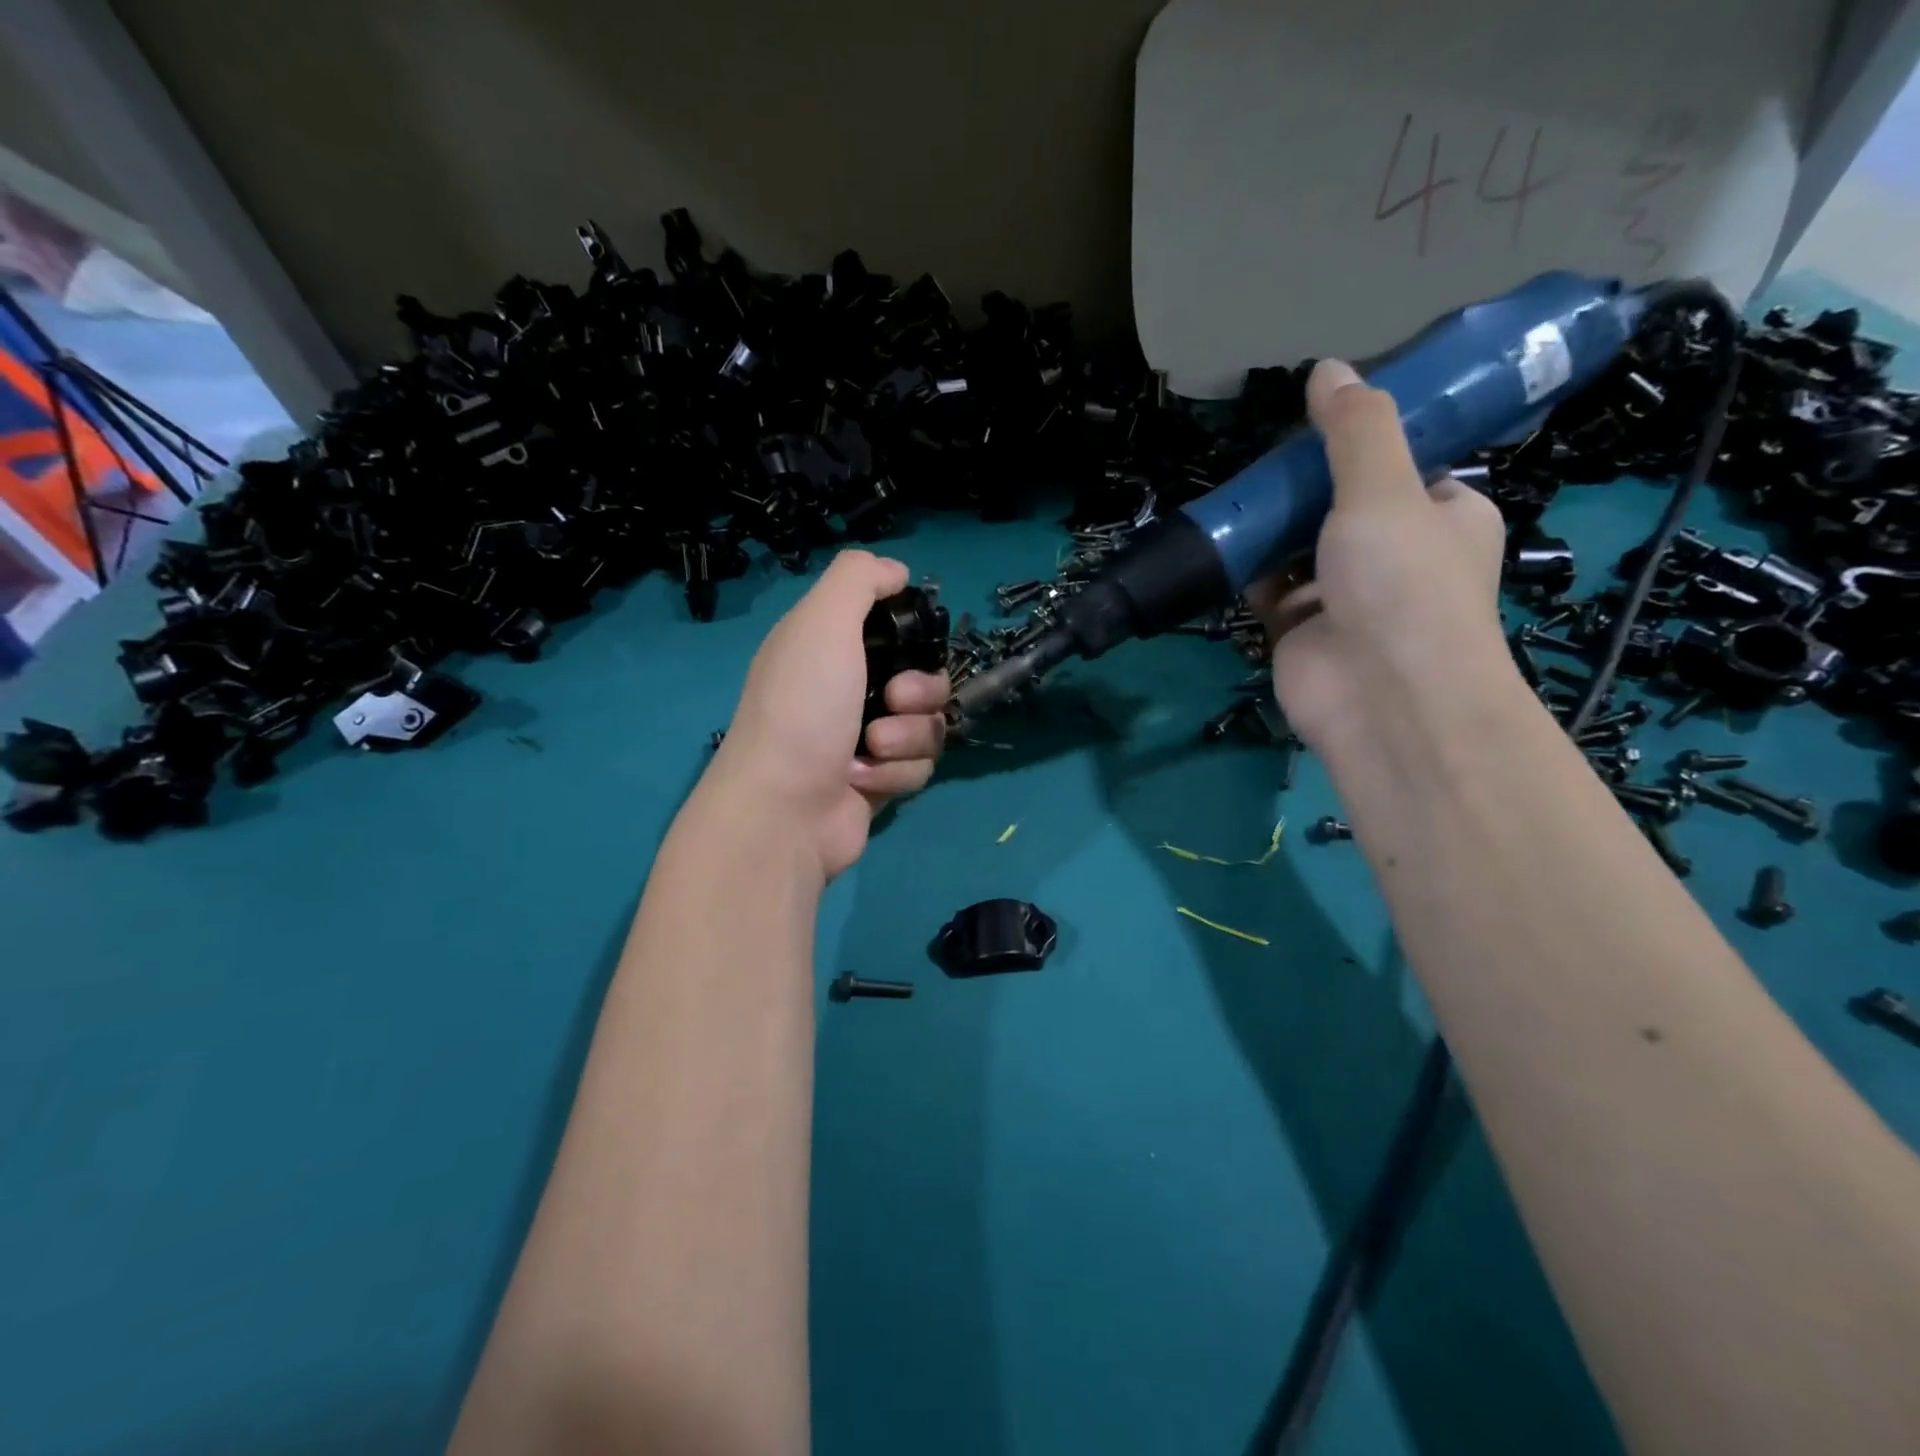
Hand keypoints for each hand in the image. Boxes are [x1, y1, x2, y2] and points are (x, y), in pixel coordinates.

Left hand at [708, 550, 948, 879]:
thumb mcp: (822, 622)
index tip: (913, 639)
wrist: (785, 809)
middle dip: (919, 690)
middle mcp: (847, 690)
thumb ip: (858, 579)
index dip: (911, 634)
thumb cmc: (803, 708)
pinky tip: (862, 781)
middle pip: (924, 678)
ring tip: (870, 749)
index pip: (891, 627)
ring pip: (927, 725)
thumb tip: (896, 570)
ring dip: (905, 737)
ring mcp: (864, 739)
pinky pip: (918, 766)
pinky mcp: (878, 781)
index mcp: (829, 647)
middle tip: (894, 699)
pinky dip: (896, 773)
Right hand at [1249, 358, 1510, 753]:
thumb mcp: (1384, 489)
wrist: (1380, 696)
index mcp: (1444, 515)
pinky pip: (1270, 589)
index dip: (1363, 443)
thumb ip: (1354, 431)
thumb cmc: (1402, 583)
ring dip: (1271, 528)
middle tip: (1264, 463)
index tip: (1317, 423)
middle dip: (1303, 488)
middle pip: (1342, 505)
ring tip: (1237, 498)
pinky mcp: (1300, 628)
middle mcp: (1398, 555)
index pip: (1404, 466)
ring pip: (1300, 548)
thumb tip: (1327, 368)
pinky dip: (1250, 571)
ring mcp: (1345, 596)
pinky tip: (1225, 545)